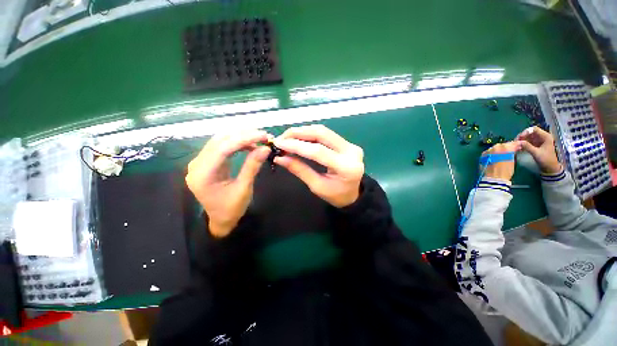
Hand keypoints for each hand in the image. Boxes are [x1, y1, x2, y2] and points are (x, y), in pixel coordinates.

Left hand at [186, 130, 270, 237]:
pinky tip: (250, 145)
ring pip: (220, 140)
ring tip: (259, 138)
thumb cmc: (231, 209)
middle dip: (243, 135)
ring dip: (241, 137)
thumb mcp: (244, 188)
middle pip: (220, 140)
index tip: (263, 136)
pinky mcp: (208, 161)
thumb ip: (252, 166)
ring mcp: (201, 162)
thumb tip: (265, 148)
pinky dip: (237, 143)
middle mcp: (197, 164)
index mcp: (203, 174)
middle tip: (264, 135)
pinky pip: (222, 146)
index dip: (244, 139)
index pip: (223, 148)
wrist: (220, 220)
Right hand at [273, 124, 364, 207]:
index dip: (296, 145)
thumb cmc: (336, 195)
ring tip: (287, 137)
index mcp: (346, 167)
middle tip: (282, 138)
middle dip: (298, 133)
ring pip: (323, 131)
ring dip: (303, 131)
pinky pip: (326, 134)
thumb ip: (300, 170)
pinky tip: (299, 137)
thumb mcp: (317, 186)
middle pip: (321, 134)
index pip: (318, 151)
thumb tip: (280, 158)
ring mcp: (350, 145)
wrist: (354, 194)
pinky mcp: (347, 143)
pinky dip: (310, 134)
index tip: (279, 144)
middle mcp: (351, 151)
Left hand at [481, 141, 521, 181]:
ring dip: (498, 150)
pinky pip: (488, 152)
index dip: (515, 145)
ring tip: (500, 156)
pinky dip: (491, 153)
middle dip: (505, 148)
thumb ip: (512, 153)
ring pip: (494, 148)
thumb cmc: (506, 171)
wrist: (494, 178)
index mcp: (506, 147)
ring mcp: (488, 150)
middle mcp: (496, 147)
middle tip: (508, 152)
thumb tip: (514, 149)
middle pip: (502, 145)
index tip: (517, 147)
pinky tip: (494, 158)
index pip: (512, 143)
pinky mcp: (482, 155)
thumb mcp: (512, 160)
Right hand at [516, 126, 562, 173]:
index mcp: (545, 136)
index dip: (525, 132)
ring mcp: (538, 141)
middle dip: (522, 137)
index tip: (519, 138)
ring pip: (527, 137)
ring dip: (521, 141)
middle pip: (529, 133)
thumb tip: (517, 142)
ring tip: (516, 145)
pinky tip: (518, 148)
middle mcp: (542, 137)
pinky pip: (527, 142)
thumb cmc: (546, 159)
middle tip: (515, 142)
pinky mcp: (535, 145)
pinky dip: (522, 144)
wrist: (550, 168)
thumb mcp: (536, 153)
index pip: (534, 129)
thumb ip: (527, 146)